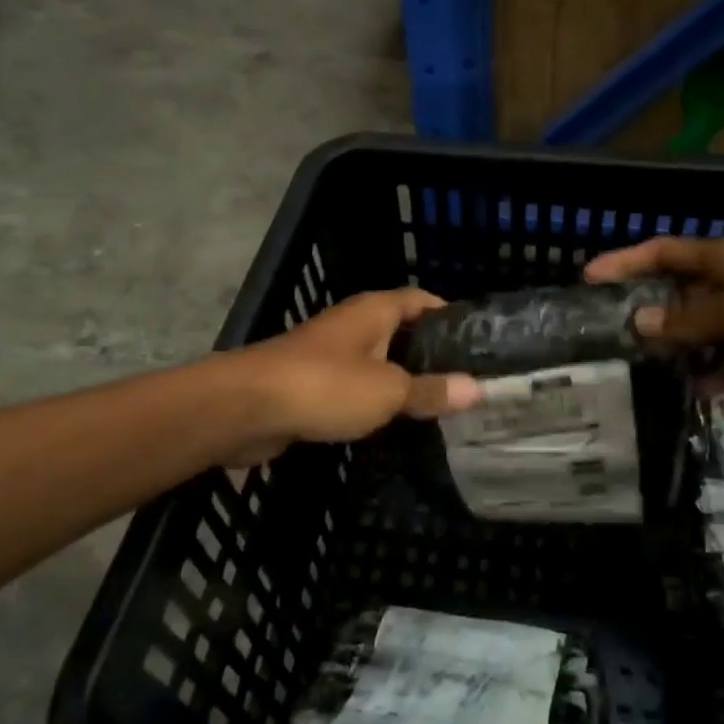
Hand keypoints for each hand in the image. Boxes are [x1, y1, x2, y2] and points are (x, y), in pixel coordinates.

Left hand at [223, 288, 482, 463]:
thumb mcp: (388, 390)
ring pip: (378, 362)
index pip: (421, 300)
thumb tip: (478, 389)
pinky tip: (393, 424)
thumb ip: (431, 390)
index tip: (478, 342)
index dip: (449, 315)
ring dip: (402, 380)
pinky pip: (354, 388)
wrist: (245, 408)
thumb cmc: (324, 386)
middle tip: (465, 382)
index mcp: (374, 311)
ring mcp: (329, 354)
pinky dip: (374, 401)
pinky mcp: (311, 385)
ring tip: (438, 405)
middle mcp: (353, 325)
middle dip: (430, 354)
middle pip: (401, 332)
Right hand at [585, 236, 723, 402]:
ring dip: (677, 347)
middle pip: (681, 292)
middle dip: (644, 307)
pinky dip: (716, 375)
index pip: (665, 253)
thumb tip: (638, 323)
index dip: (625, 262)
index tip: (586, 279)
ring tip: (637, 370)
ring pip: (705, 332)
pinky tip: (695, 394)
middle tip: (603, 334)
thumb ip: (693, 317)